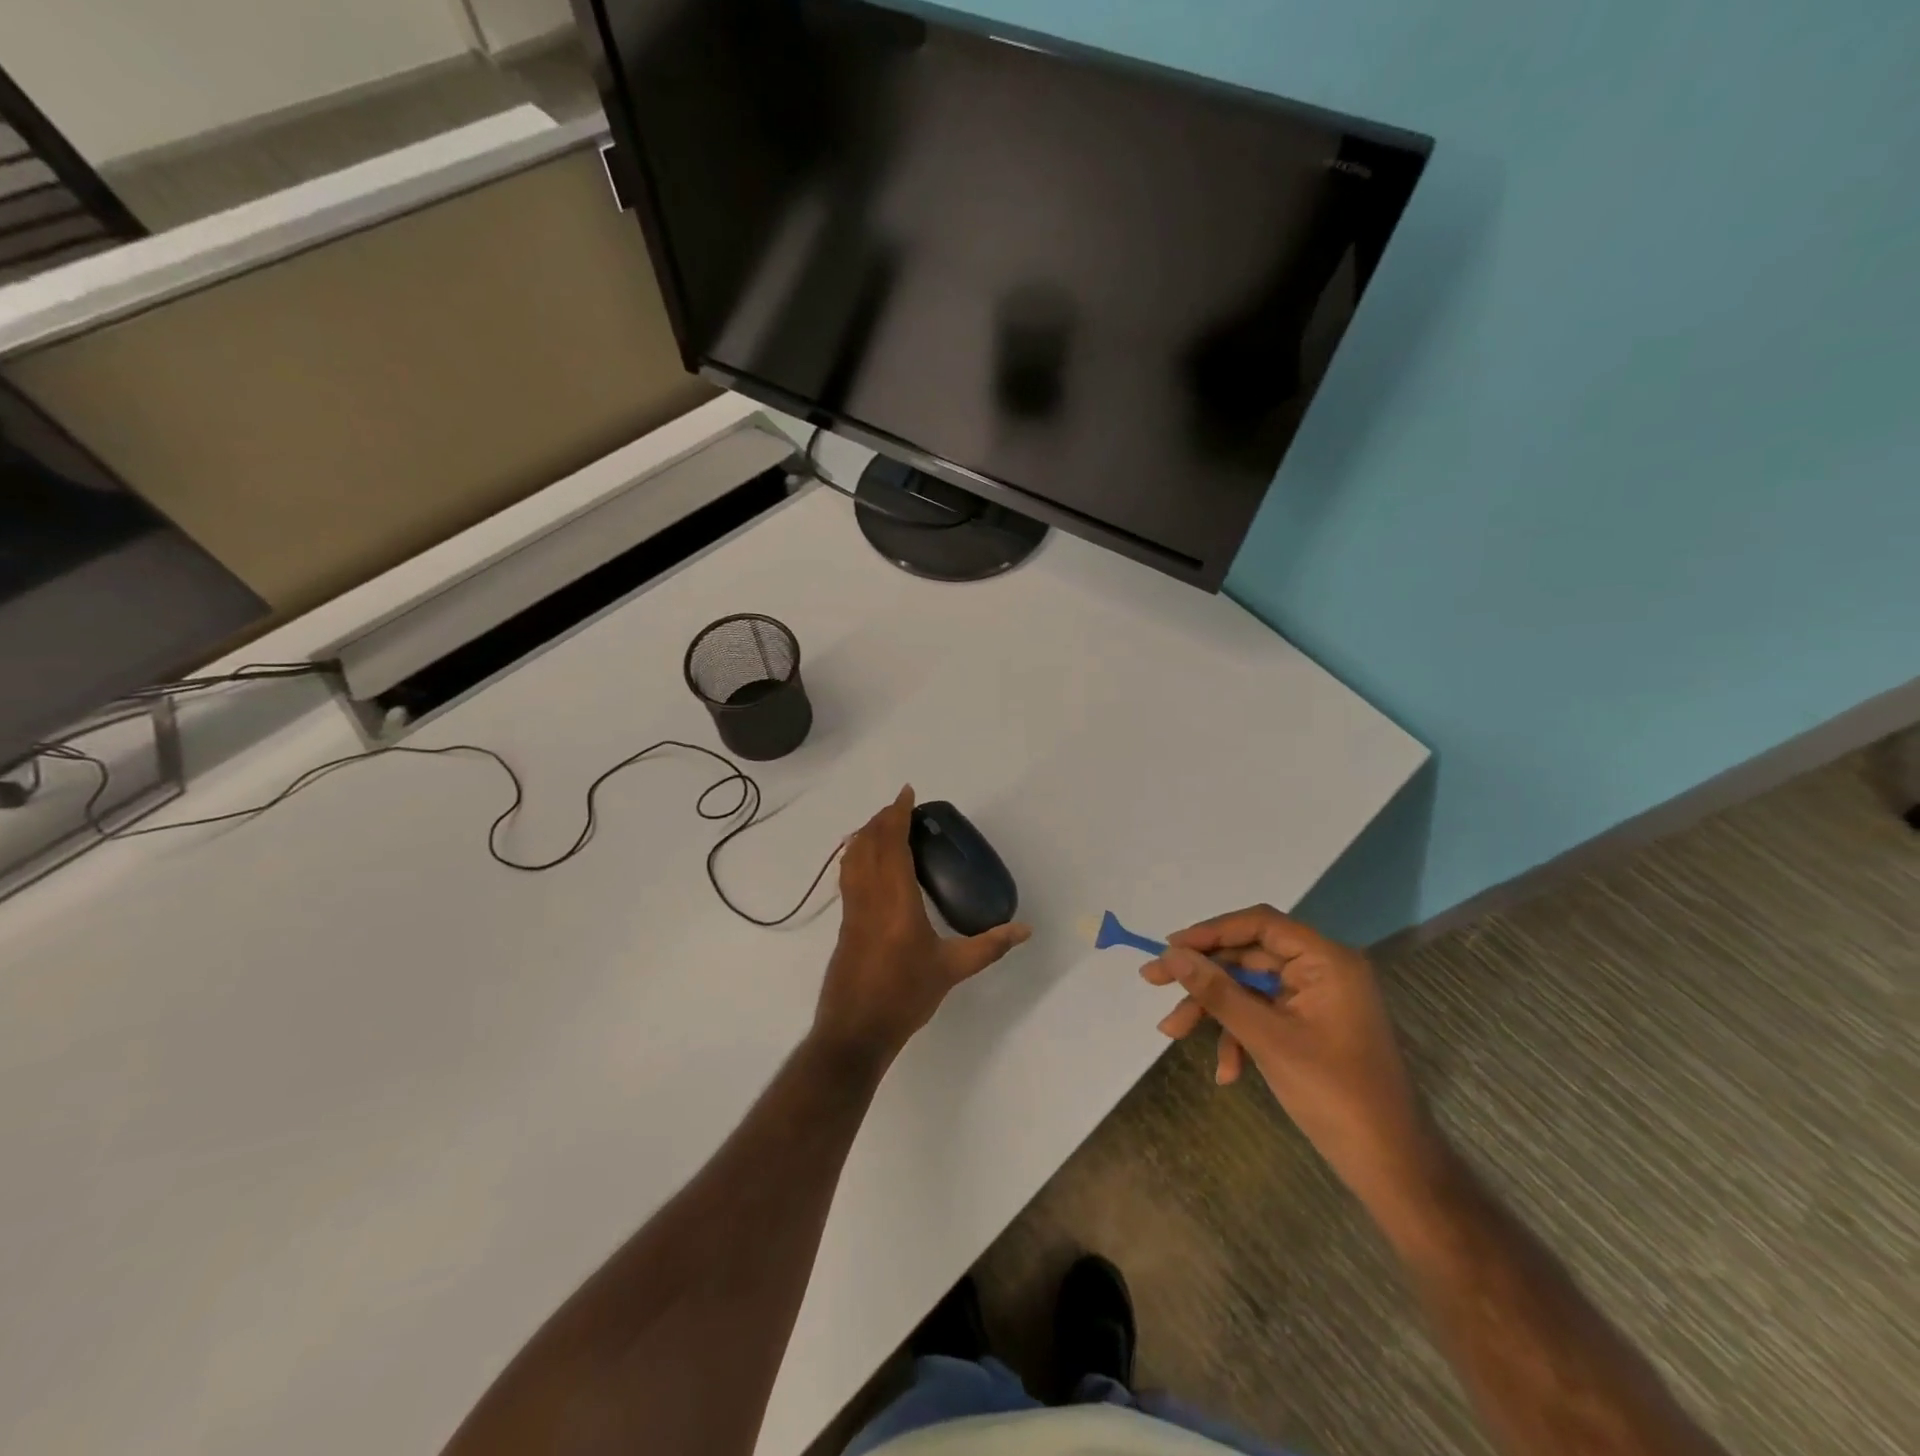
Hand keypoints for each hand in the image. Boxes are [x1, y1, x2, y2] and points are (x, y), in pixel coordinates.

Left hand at [814, 786, 1030, 1068]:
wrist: (856, 1030)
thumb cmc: (905, 996)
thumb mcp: (952, 970)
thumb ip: (989, 946)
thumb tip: (1025, 929)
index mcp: (895, 900)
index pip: (891, 844)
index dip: (896, 815)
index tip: (907, 794)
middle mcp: (869, 896)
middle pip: (868, 843)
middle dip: (882, 818)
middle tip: (901, 806)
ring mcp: (852, 909)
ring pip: (852, 857)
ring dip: (866, 833)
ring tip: (884, 824)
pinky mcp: (844, 922)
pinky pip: (848, 874)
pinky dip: (856, 854)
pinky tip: (867, 861)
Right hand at [1144, 905, 1438, 1209]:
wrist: (1391, 1167)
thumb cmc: (1333, 1094)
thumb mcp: (1266, 1038)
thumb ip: (1217, 991)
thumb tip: (1172, 954)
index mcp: (1326, 961)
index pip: (1259, 925)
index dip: (1210, 932)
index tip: (1169, 948)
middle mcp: (1323, 970)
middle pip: (1249, 956)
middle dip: (1203, 976)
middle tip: (1154, 982)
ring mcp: (1317, 999)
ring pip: (1250, 988)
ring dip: (1214, 1010)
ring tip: (1172, 1032)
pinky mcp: (1312, 1026)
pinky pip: (1264, 1015)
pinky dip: (1240, 1035)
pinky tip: (1226, 1070)